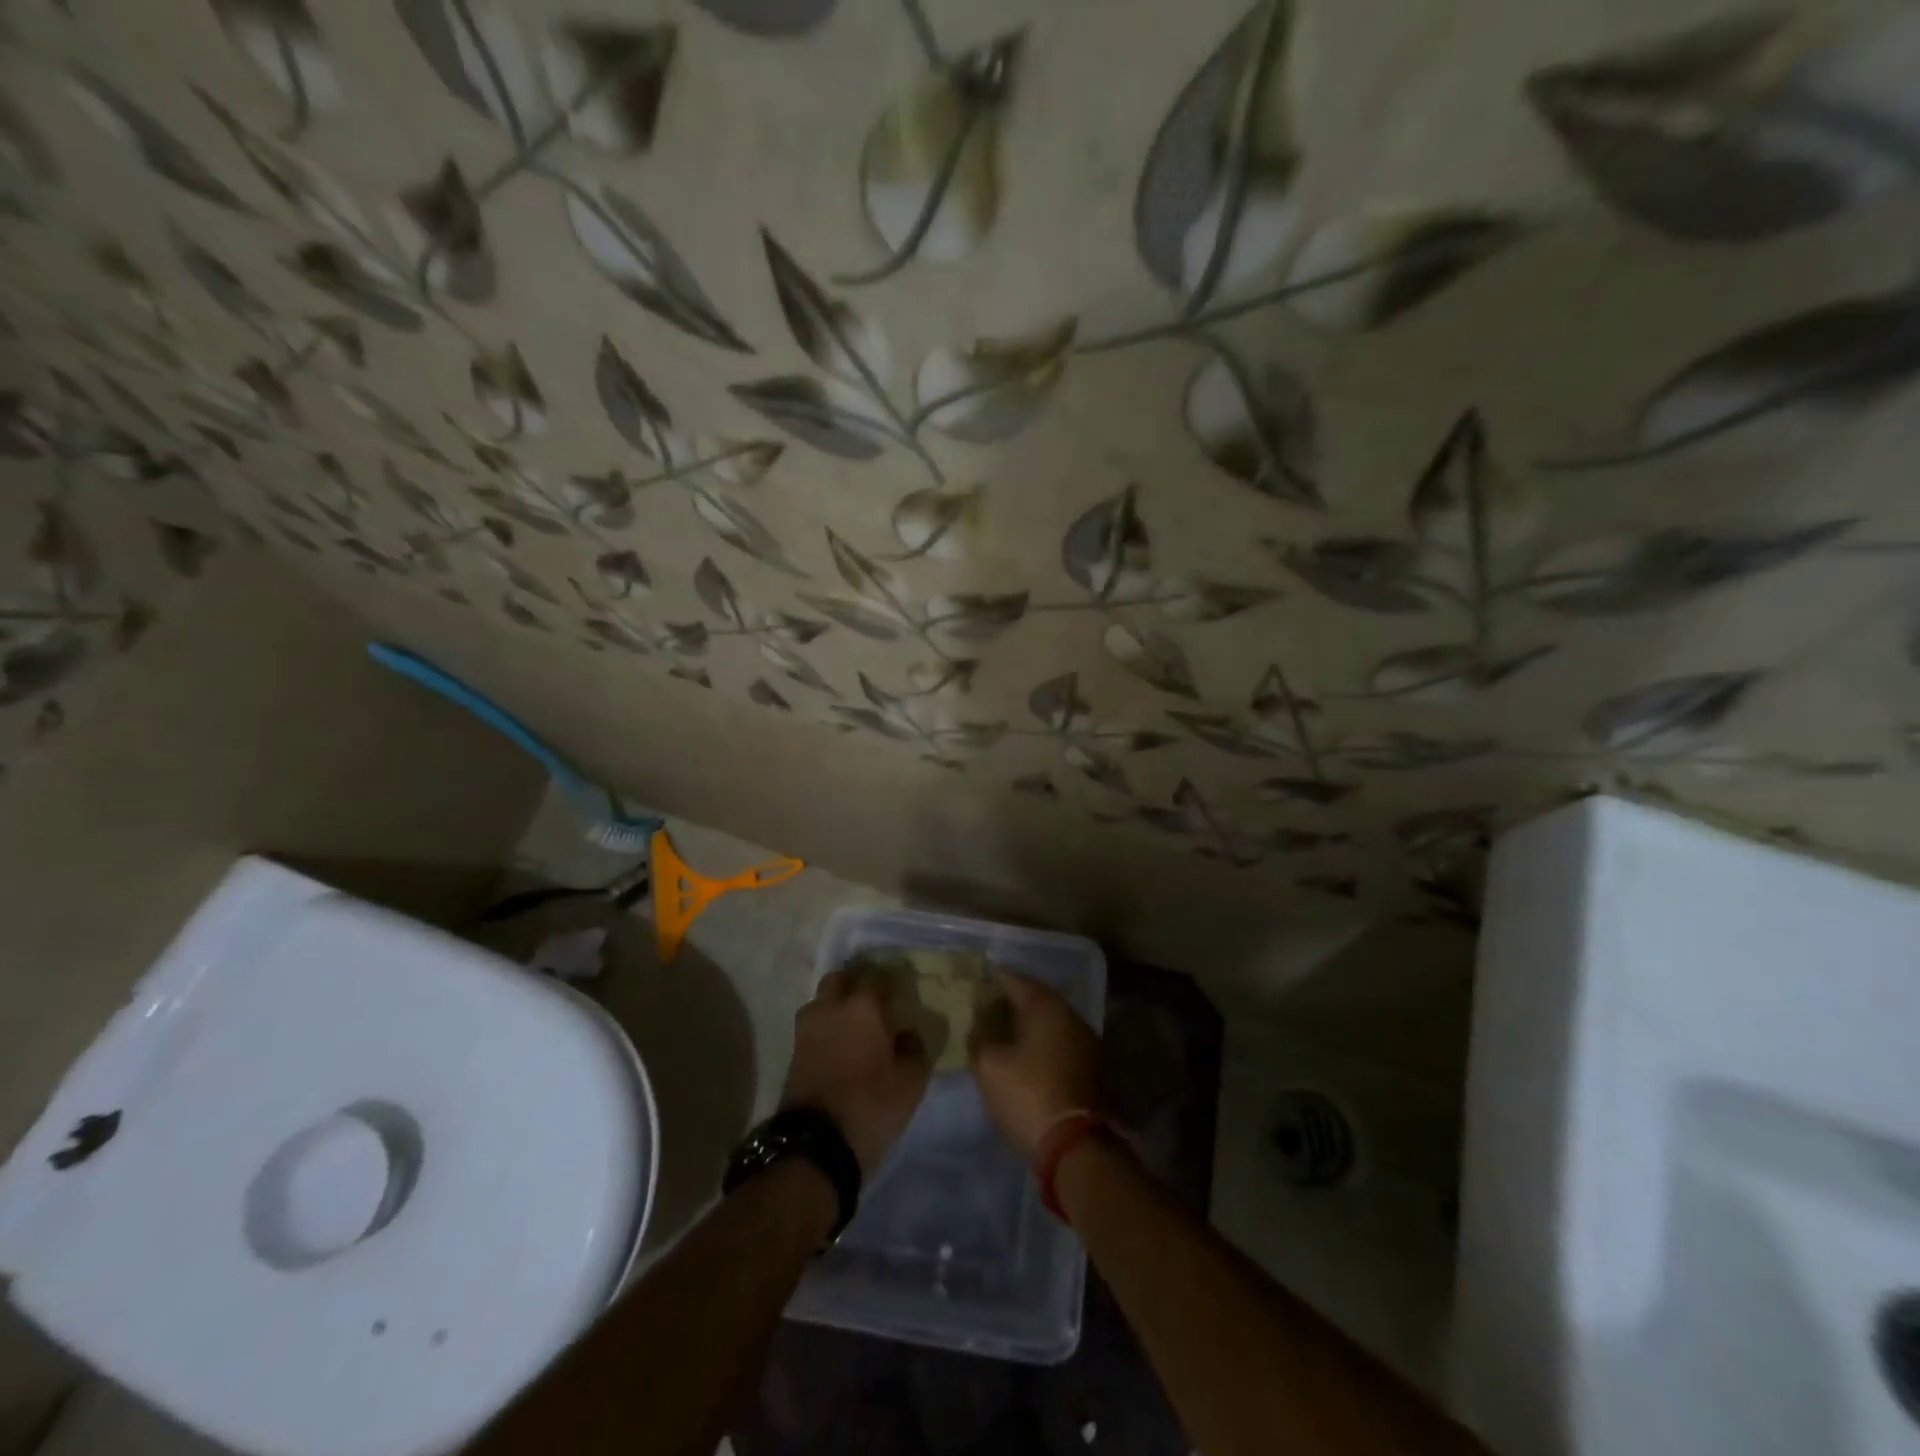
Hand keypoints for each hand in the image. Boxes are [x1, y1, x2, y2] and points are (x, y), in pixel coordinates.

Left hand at [782, 969, 930, 1175]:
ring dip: (835, 1007)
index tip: (899, 993)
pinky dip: (825, 1030)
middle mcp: (830, 1008)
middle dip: (854, 985)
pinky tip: (840, 1046)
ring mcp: (807, 1029)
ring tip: (853, 1026)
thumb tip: (908, 1033)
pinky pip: (813, 1028)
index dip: (889, 982)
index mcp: (862, 1006)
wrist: (815, 1145)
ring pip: (821, 1003)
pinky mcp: (793, 1053)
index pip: (876, 978)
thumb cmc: (870, 1105)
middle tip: (872, 1003)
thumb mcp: (910, 1082)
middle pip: (839, 980)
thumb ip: (914, 1049)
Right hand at [968, 971, 1100, 1164]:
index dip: (997, 980)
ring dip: (1032, 1025)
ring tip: (1007, 1031)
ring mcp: (1088, 1044)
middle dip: (1015, 1001)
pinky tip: (1029, 1055)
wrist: (1076, 1146)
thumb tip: (979, 1030)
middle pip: (1039, 1000)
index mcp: (1048, 1008)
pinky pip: (1063, 1045)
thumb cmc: (1029, 1095)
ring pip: (1053, 1024)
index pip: (1018, 982)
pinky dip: (1045, 1044)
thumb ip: (980, 1040)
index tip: (980, 980)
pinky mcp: (1095, 1070)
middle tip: (991, 1005)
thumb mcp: (989, 1067)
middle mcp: (1072, 1017)